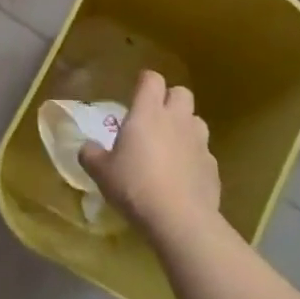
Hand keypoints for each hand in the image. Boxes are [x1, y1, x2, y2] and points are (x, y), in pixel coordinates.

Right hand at [79, 70, 221, 241]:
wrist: (179, 219)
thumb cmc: (134, 186)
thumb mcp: (101, 172)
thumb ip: (91, 154)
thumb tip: (86, 147)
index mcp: (148, 113)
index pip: (152, 79)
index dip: (145, 82)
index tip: (136, 92)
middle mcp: (176, 120)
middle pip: (181, 92)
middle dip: (170, 99)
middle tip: (154, 118)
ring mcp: (199, 142)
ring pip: (196, 120)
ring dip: (185, 126)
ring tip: (171, 146)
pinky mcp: (213, 166)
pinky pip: (204, 152)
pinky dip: (194, 157)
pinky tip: (183, 176)